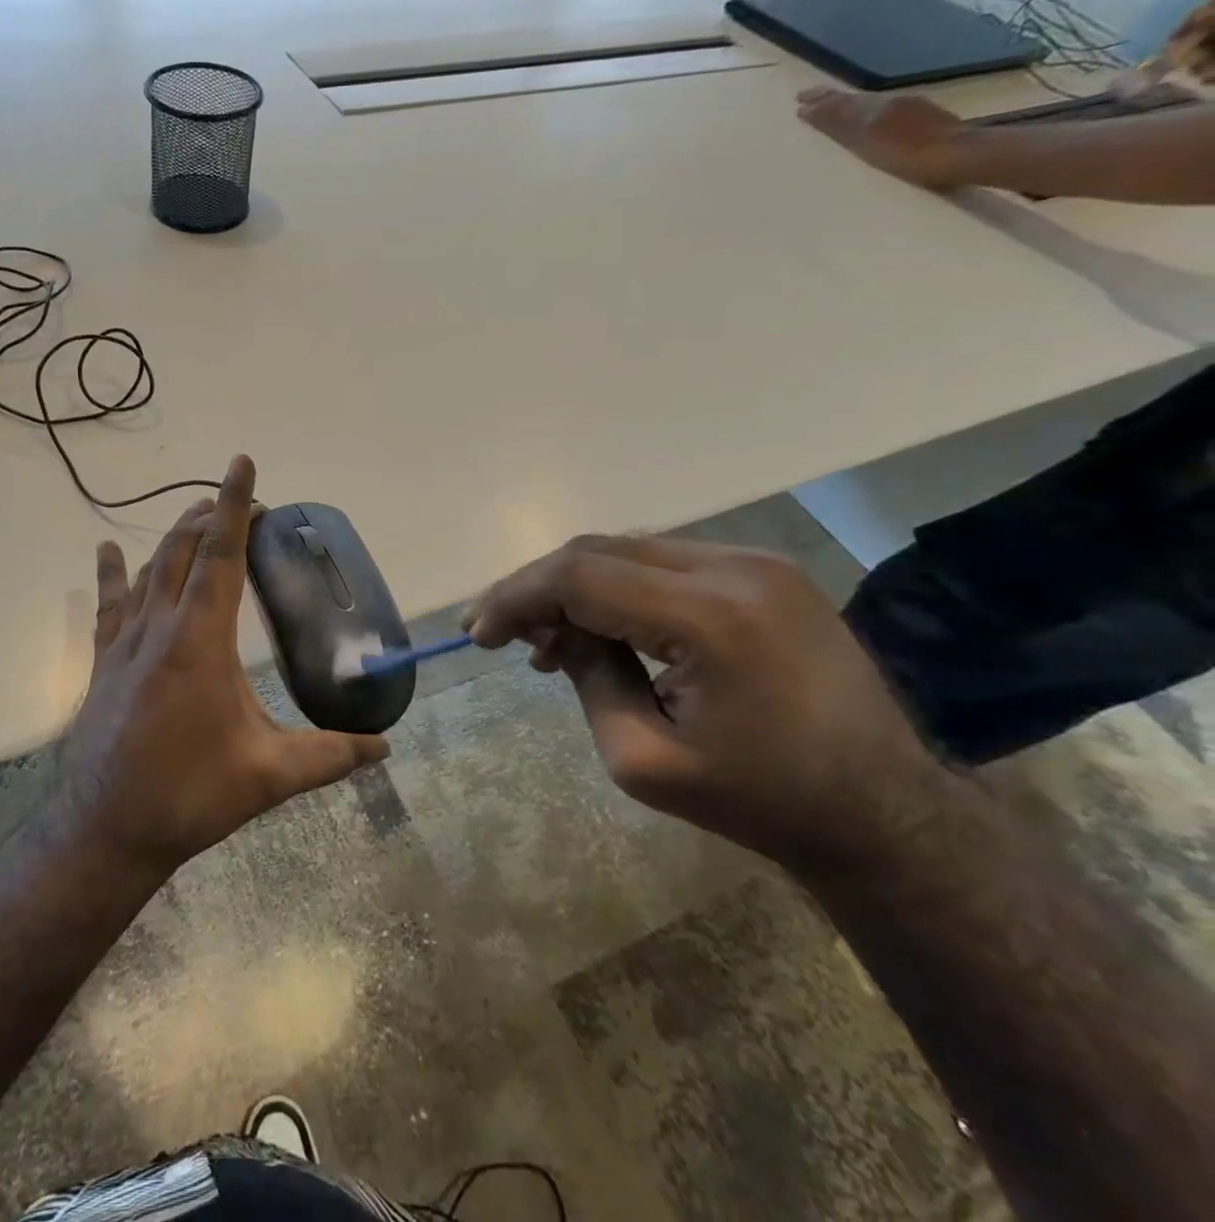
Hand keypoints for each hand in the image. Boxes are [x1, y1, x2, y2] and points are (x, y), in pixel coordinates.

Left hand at [55, 455, 389, 875]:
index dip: (234, 506)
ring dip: (174, 538)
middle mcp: (160, 626)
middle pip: (182, 550)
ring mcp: (125, 642)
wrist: (105, 828)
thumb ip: (329, 756)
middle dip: (209, 516)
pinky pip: (109, 604)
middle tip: (238, 504)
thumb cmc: (189, 794)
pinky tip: (107, 550)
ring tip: (197, 519)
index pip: (221, 554)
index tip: (242, 464)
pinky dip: (113, 573)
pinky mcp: (104, 661)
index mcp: (201, 640)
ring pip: (150, 570)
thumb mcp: (268, 775)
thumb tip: (384, 748)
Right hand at [466, 536, 944, 874]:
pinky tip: (603, 625)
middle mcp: (735, 568)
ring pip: (627, 549)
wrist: (885, 812)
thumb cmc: (760, 801)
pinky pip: (663, 562)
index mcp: (710, 617)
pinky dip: (617, 587)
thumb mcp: (643, 759)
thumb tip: (550, 630)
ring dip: (575, 586)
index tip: (477, 632)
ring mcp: (757, 562)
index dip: (515, 597)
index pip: (579, 576)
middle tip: (501, 633)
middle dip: (537, 587)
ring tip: (548, 638)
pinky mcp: (765, 571)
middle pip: (598, 550)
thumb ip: (585, 678)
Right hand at [797, 87, 970, 187]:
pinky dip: (869, 109)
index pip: (838, 104)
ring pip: (870, 102)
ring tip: (834, 104)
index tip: (799, 104)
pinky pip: (886, 108)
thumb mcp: (865, 141)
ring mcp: (909, 107)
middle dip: (830, 99)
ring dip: (848, 103)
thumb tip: (810, 109)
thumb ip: (838, 125)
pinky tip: (869, 115)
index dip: (818, 105)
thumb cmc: (906, 156)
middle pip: (854, 99)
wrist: (959, 154)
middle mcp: (889, 102)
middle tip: (809, 96)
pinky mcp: (924, 117)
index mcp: (873, 108)